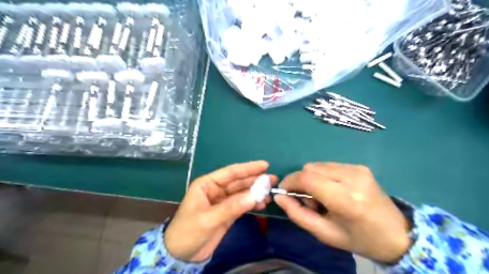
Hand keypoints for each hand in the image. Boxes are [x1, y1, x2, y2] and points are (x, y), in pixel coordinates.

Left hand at [166, 161, 276, 262]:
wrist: (180, 255)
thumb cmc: (187, 231)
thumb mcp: (208, 219)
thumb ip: (231, 207)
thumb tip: (254, 196)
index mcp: (207, 184)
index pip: (230, 173)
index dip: (248, 168)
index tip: (265, 165)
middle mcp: (216, 190)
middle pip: (239, 182)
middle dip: (255, 181)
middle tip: (272, 180)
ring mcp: (222, 201)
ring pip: (242, 193)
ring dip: (255, 193)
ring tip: (270, 194)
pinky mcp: (227, 213)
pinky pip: (242, 205)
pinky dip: (252, 204)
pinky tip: (262, 204)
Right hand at [275, 163, 409, 262]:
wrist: (397, 234)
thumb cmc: (359, 238)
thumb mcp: (324, 233)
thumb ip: (298, 214)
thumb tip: (279, 197)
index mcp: (345, 199)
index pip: (307, 178)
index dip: (290, 181)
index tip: (284, 191)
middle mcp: (351, 177)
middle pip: (310, 168)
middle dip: (301, 182)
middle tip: (309, 200)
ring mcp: (357, 169)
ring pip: (318, 165)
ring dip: (312, 178)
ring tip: (323, 196)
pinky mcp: (359, 166)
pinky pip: (329, 165)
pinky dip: (323, 175)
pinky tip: (333, 189)